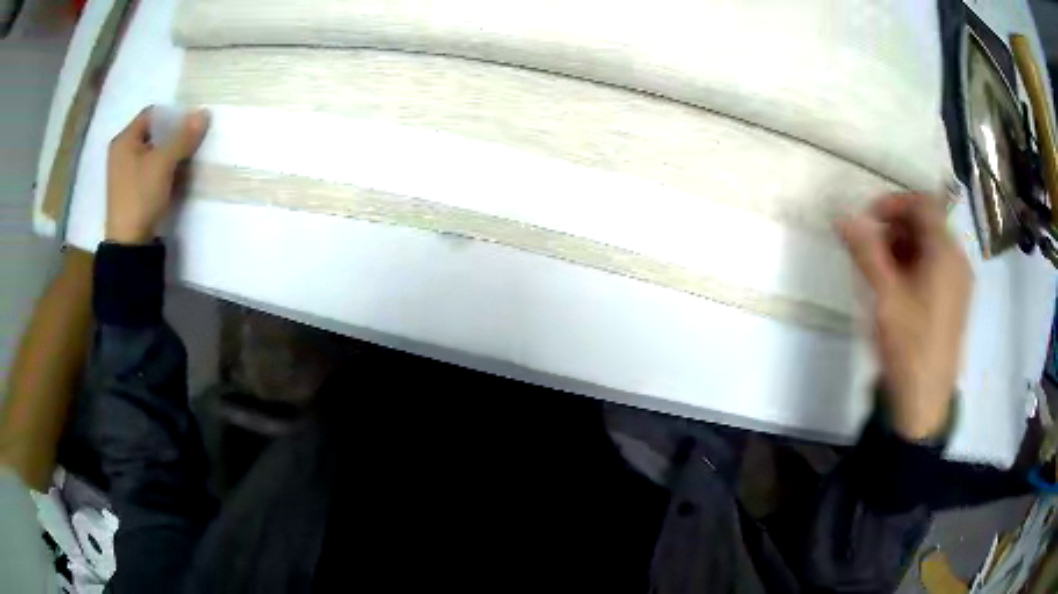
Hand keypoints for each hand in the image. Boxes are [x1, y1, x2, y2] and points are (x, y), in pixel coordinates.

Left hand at [106, 107, 208, 244]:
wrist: (129, 244)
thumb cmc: (141, 196)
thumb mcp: (164, 163)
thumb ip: (184, 137)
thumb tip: (204, 113)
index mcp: (124, 139)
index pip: (152, 114)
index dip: (172, 115)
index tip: (189, 124)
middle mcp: (122, 151)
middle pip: (153, 132)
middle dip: (173, 134)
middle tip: (190, 140)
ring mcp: (125, 171)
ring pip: (152, 150)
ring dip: (169, 151)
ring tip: (185, 157)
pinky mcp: (130, 188)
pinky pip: (149, 167)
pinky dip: (162, 167)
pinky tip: (173, 175)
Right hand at [839, 193, 972, 439]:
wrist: (924, 403)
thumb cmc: (908, 345)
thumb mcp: (885, 296)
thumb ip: (866, 251)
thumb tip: (842, 217)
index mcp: (946, 253)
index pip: (923, 203)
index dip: (894, 203)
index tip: (868, 219)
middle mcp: (958, 261)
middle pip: (927, 224)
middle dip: (896, 227)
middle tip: (870, 248)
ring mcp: (959, 283)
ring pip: (931, 247)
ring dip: (903, 247)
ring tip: (880, 271)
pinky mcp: (955, 303)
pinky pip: (936, 268)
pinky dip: (915, 266)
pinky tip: (898, 289)